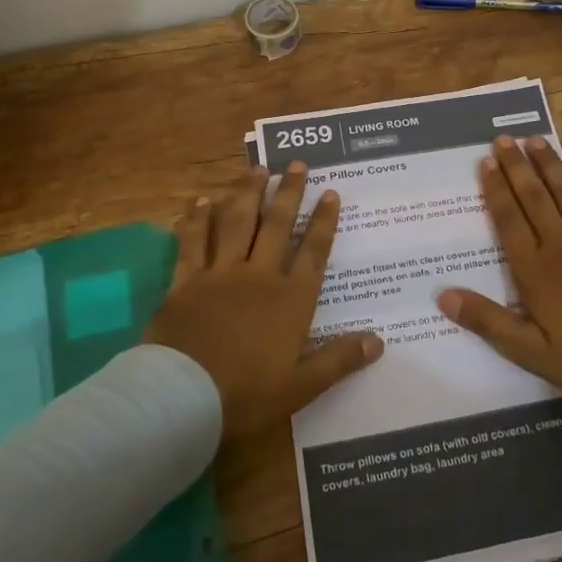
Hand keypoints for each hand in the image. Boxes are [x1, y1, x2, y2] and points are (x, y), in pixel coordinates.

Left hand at [145, 161, 382, 439]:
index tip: (331, 192)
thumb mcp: (301, 386)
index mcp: (289, 300)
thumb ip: (339, 360)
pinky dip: (198, 220)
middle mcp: (257, 277)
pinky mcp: (185, 281)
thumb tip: (379, 341)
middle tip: (296, 164)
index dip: (323, 222)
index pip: (312, 252)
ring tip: (256, 168)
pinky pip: (193, 242)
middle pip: (276, 226)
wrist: (182, 397)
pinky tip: (201, 200)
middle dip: (288, 193)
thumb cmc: (246, 394)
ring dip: (247, 193)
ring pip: (236, 223)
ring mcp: (219, 274)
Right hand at [437, 136, 561, 402]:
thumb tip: (443, 295)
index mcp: (535, 270)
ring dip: (550, 166)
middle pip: (534, 198)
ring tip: (535, 140)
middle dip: (517, 167)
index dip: (495, 189)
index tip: (485, 162)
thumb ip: (488, 321)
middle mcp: (561, 245)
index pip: (508, 220)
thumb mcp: (531, 352)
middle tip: (503, 138)